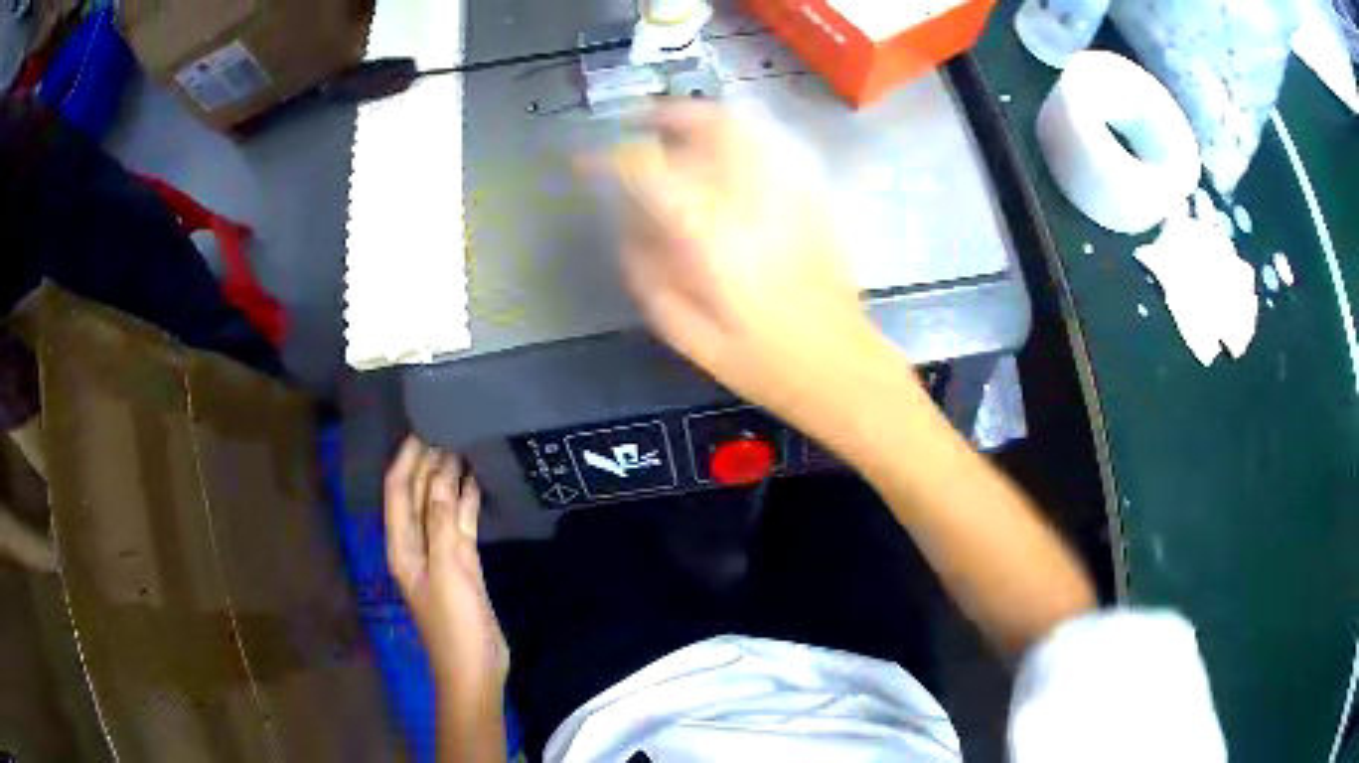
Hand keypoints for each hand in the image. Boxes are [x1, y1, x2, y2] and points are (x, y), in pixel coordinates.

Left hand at [385, 437, 508, 694]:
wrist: (475, 669)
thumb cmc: (455, 624)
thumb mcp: (448, 570)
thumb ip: (444, 522)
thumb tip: (444, 474)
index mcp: (401, 544)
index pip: (398, 489)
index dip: (407, 457)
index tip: (425, 425)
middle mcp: (415, 544)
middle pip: (418, 494)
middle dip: (429, 461)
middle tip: (451, 427)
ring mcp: (438, 555)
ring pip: (440, 506)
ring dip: (448, 478)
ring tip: (465, 444)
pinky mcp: (461, 565)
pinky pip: (460, 524)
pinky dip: (466, 502)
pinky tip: (476, 483)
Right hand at [586, 103, 901, 434]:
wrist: (841, 366)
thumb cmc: (761, 361)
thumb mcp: (685, 331)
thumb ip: (648, 273)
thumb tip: (630, 230)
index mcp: (710, 232)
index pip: (648, 167)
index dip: (609, 157)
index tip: (588, 162)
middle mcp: (750, 196)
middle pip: (705, 123)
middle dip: (665, 115)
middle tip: (640, 125)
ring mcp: (790, 191)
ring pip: (744, 126)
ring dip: (704, 119)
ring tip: (681, 135)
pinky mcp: (815, 198)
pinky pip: (773, 147)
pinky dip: (742, 139)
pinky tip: (728, 161)